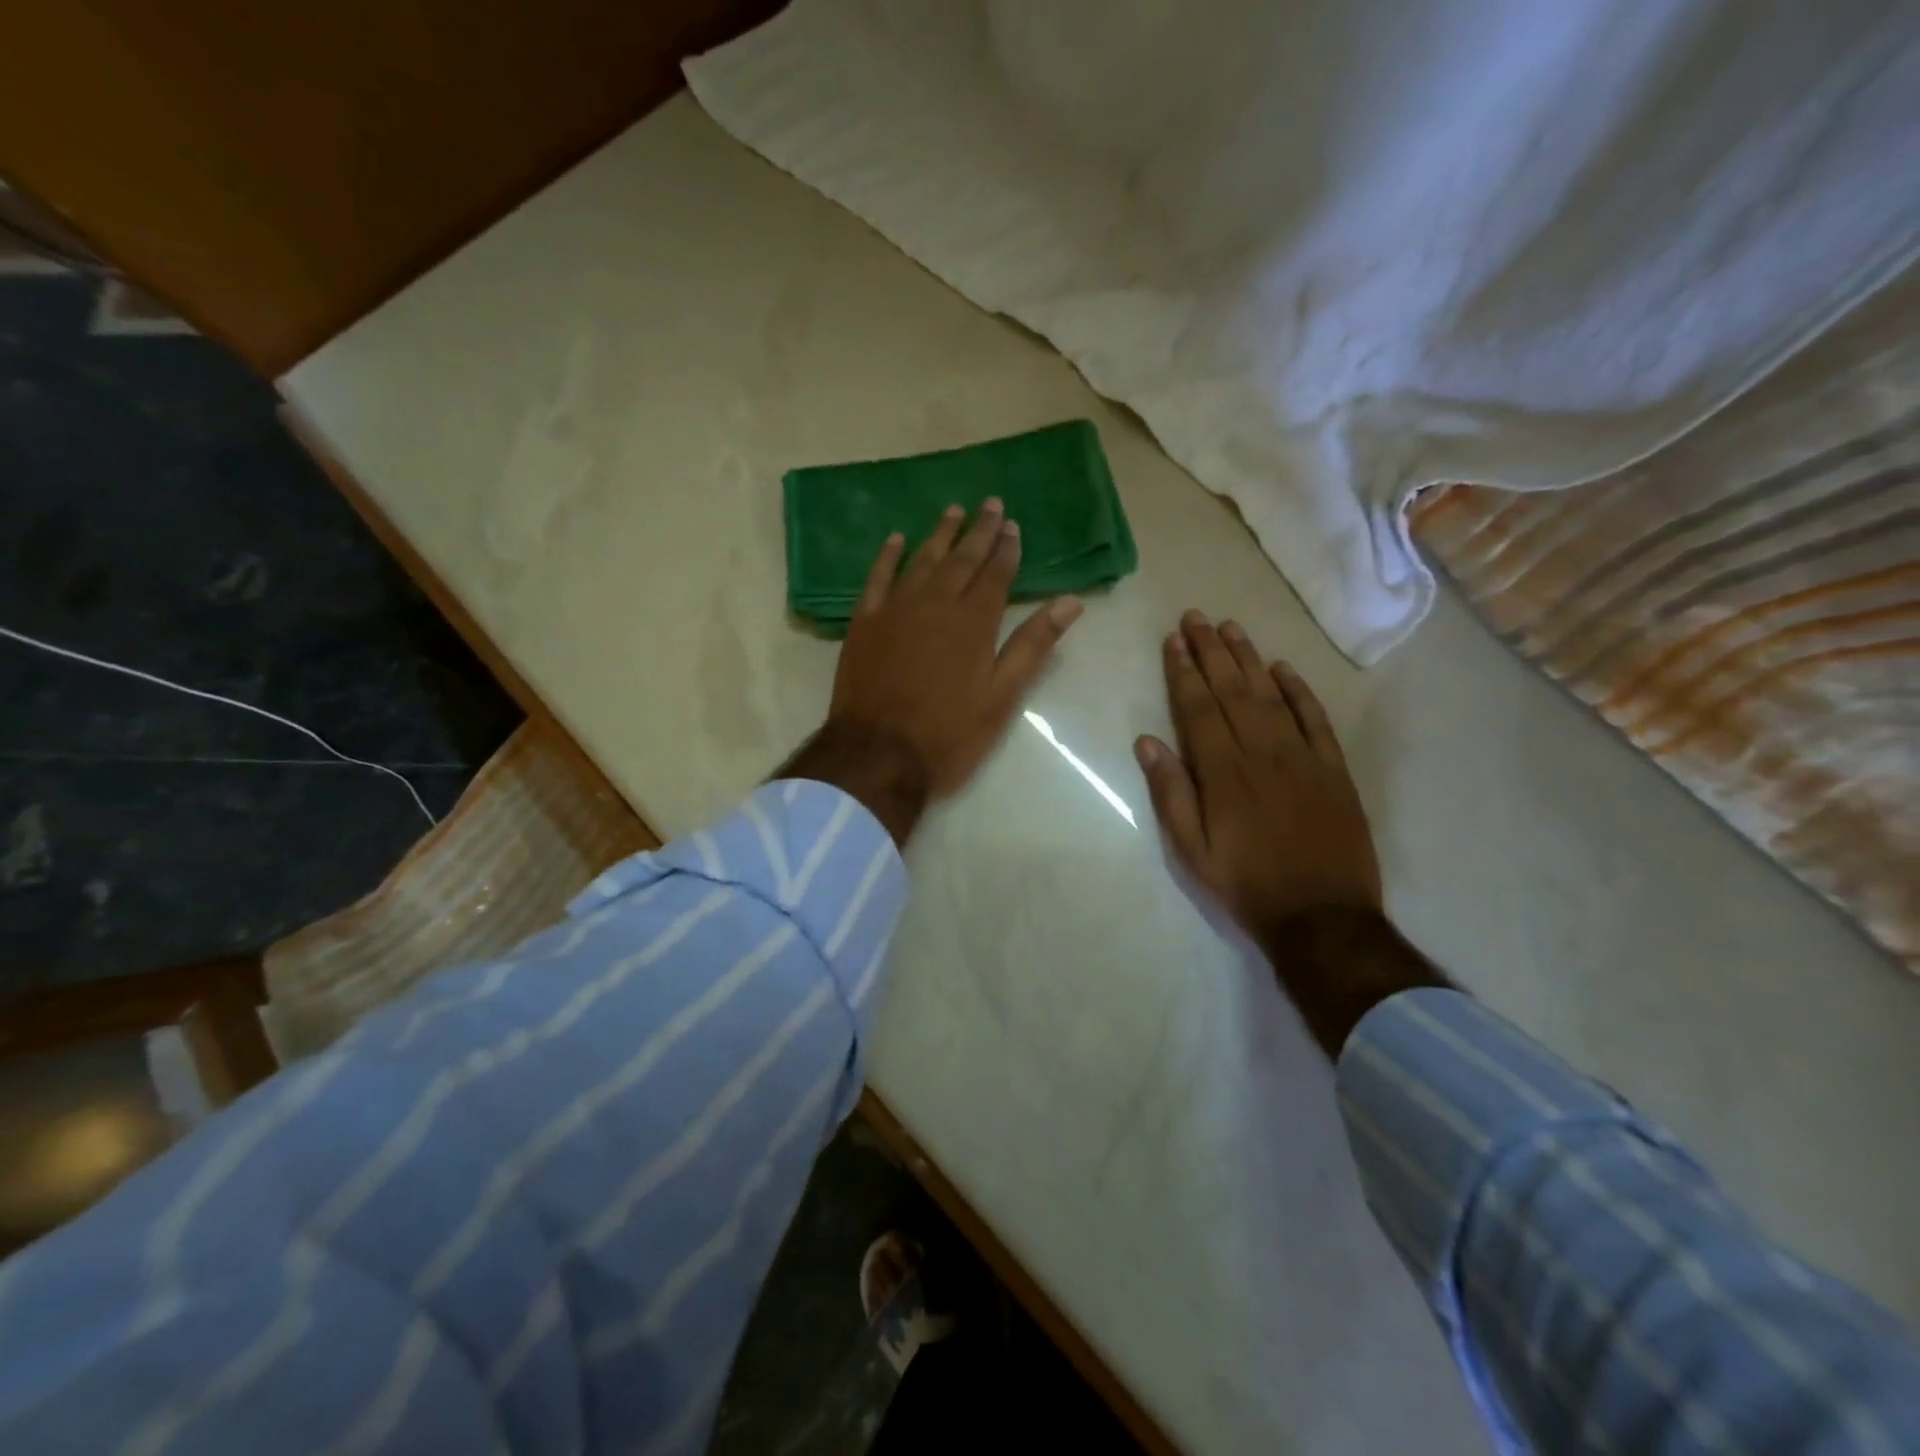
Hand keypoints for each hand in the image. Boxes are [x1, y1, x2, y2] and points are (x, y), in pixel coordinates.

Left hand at [828, 499, 1084, 798]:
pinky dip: (887, 557)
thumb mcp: (1001, 698)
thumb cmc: (948, 734)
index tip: (1013, 526)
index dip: (1006, 549)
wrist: (877, 755)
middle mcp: (934, 604)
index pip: (995, 575)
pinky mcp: (864, 623)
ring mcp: (895, 610)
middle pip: (961, 559)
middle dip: (979, 531)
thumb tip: (1070, 602)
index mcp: (973, 622)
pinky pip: (877, 578)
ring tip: (953, 510)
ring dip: (939, 534)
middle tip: (990, 503)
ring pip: (921, 560)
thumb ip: (1032, 646)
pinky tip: (896, 539)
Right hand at [1134, 611, 1381, 947]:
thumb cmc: (1246, 885)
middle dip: (1211, 651)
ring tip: (1231, 628)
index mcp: (1223, 773)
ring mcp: (1302, 758)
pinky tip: (1283, 668)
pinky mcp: (1333, 769)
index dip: (1184, 672)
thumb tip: (1147, 742)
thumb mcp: (1192, 852)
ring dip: (1249, 659)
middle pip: (1232, 691)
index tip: (1173, 641)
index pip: (1199, 709)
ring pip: (1271, 695)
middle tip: (1196, 617)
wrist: (1322, 918)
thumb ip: (1170, 794)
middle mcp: (1262, 754)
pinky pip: (1315, 719)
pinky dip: (1299, 690)